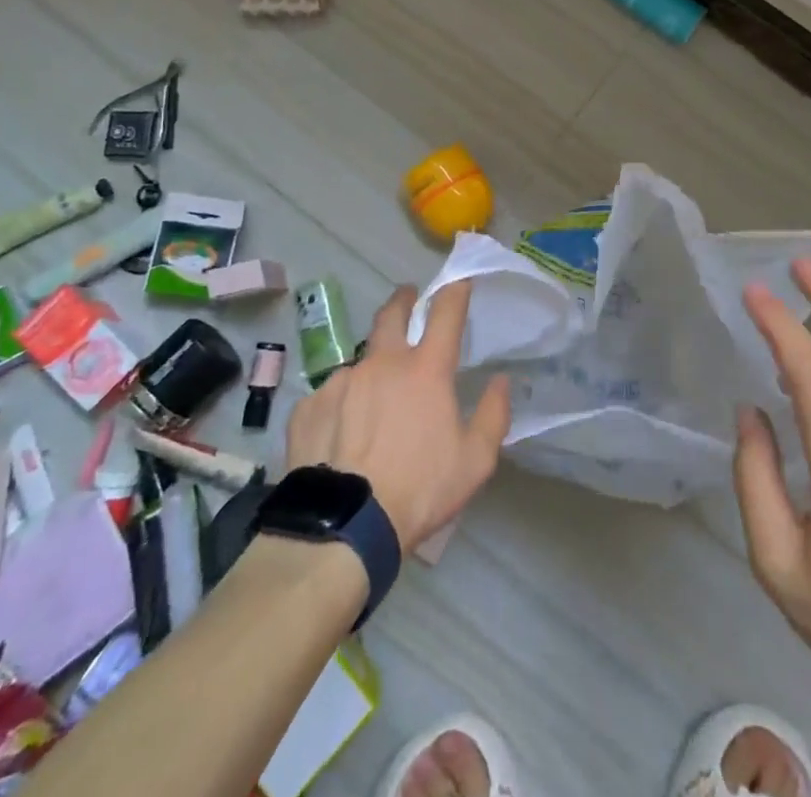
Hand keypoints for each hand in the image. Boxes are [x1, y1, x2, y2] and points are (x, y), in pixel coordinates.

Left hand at [285, 281, 511, 553]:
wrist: (342, 527)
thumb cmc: (418, 491)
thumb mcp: (474, 461)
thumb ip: (493, 415)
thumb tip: (502, 381)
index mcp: (425, 370)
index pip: (445, 312)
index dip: (455, 291)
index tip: (459, 283)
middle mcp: (382, 363)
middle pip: (392, 313)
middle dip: (404, 300)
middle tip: (408, 299)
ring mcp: (341, 381)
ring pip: (361, 363)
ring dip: (372, 371)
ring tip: (372, 406)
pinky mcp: (309, 406)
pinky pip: (330, 396)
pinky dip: (342, 406)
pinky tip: (341, 437)